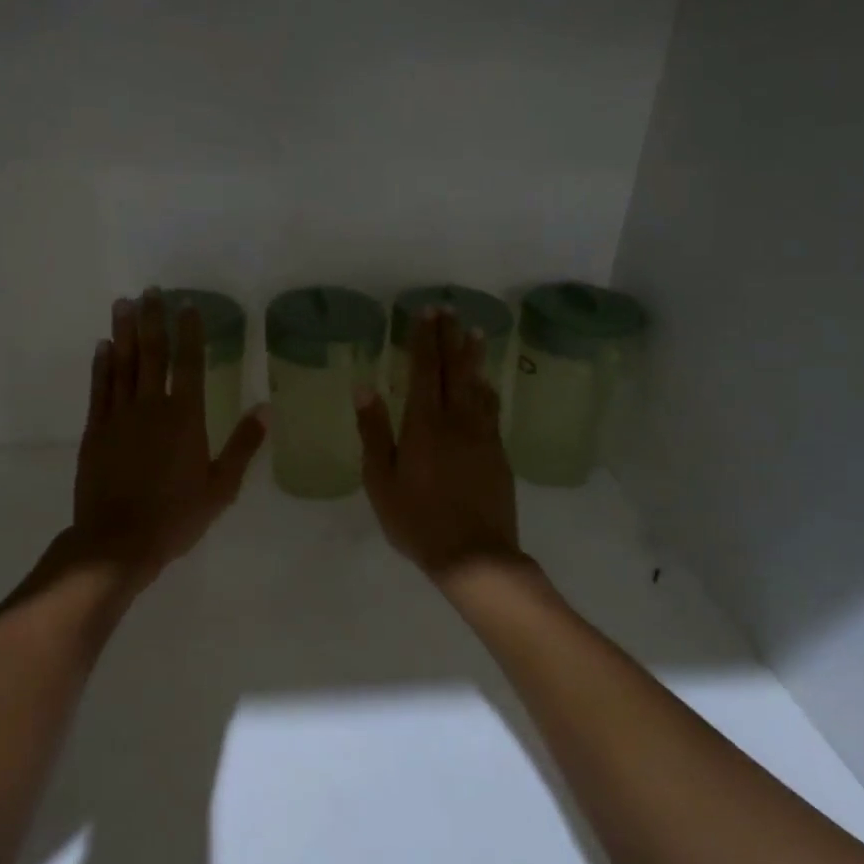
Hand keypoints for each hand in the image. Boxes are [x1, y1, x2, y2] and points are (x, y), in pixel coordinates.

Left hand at [69, 289, 266, 592]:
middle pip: (151, 354)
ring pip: (122, 364)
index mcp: (185, 417)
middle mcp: (151, 407)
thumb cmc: (176, 516)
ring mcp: (118, 416)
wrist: (118, 541)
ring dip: (123, 332)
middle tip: (149, 291)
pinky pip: (99, 389)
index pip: (189, 363)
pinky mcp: (95, 431)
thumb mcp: (221, 487)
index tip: (186, 305)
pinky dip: (101, 365)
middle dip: (151, 320)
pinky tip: (102, 347)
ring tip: (123, 304)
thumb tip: (266, 408)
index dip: (189, 332)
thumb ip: (243, 445)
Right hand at [356, 309, 524, 581]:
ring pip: (478, 387)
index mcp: (423, 425)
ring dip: (474, 358)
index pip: (424, 371)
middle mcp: (457, 421)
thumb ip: (374, 432)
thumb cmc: (416, 520)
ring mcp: (482, 436)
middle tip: (451, 310)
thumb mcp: (381, 480)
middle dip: (450, 339)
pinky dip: (487, 390)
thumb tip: (364, 388)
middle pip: (454, 370)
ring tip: (475, 334)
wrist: (473, 553)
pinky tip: (486, 385)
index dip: (425, 340)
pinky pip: (491, 410)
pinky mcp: (498, 453)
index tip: (427, 313)